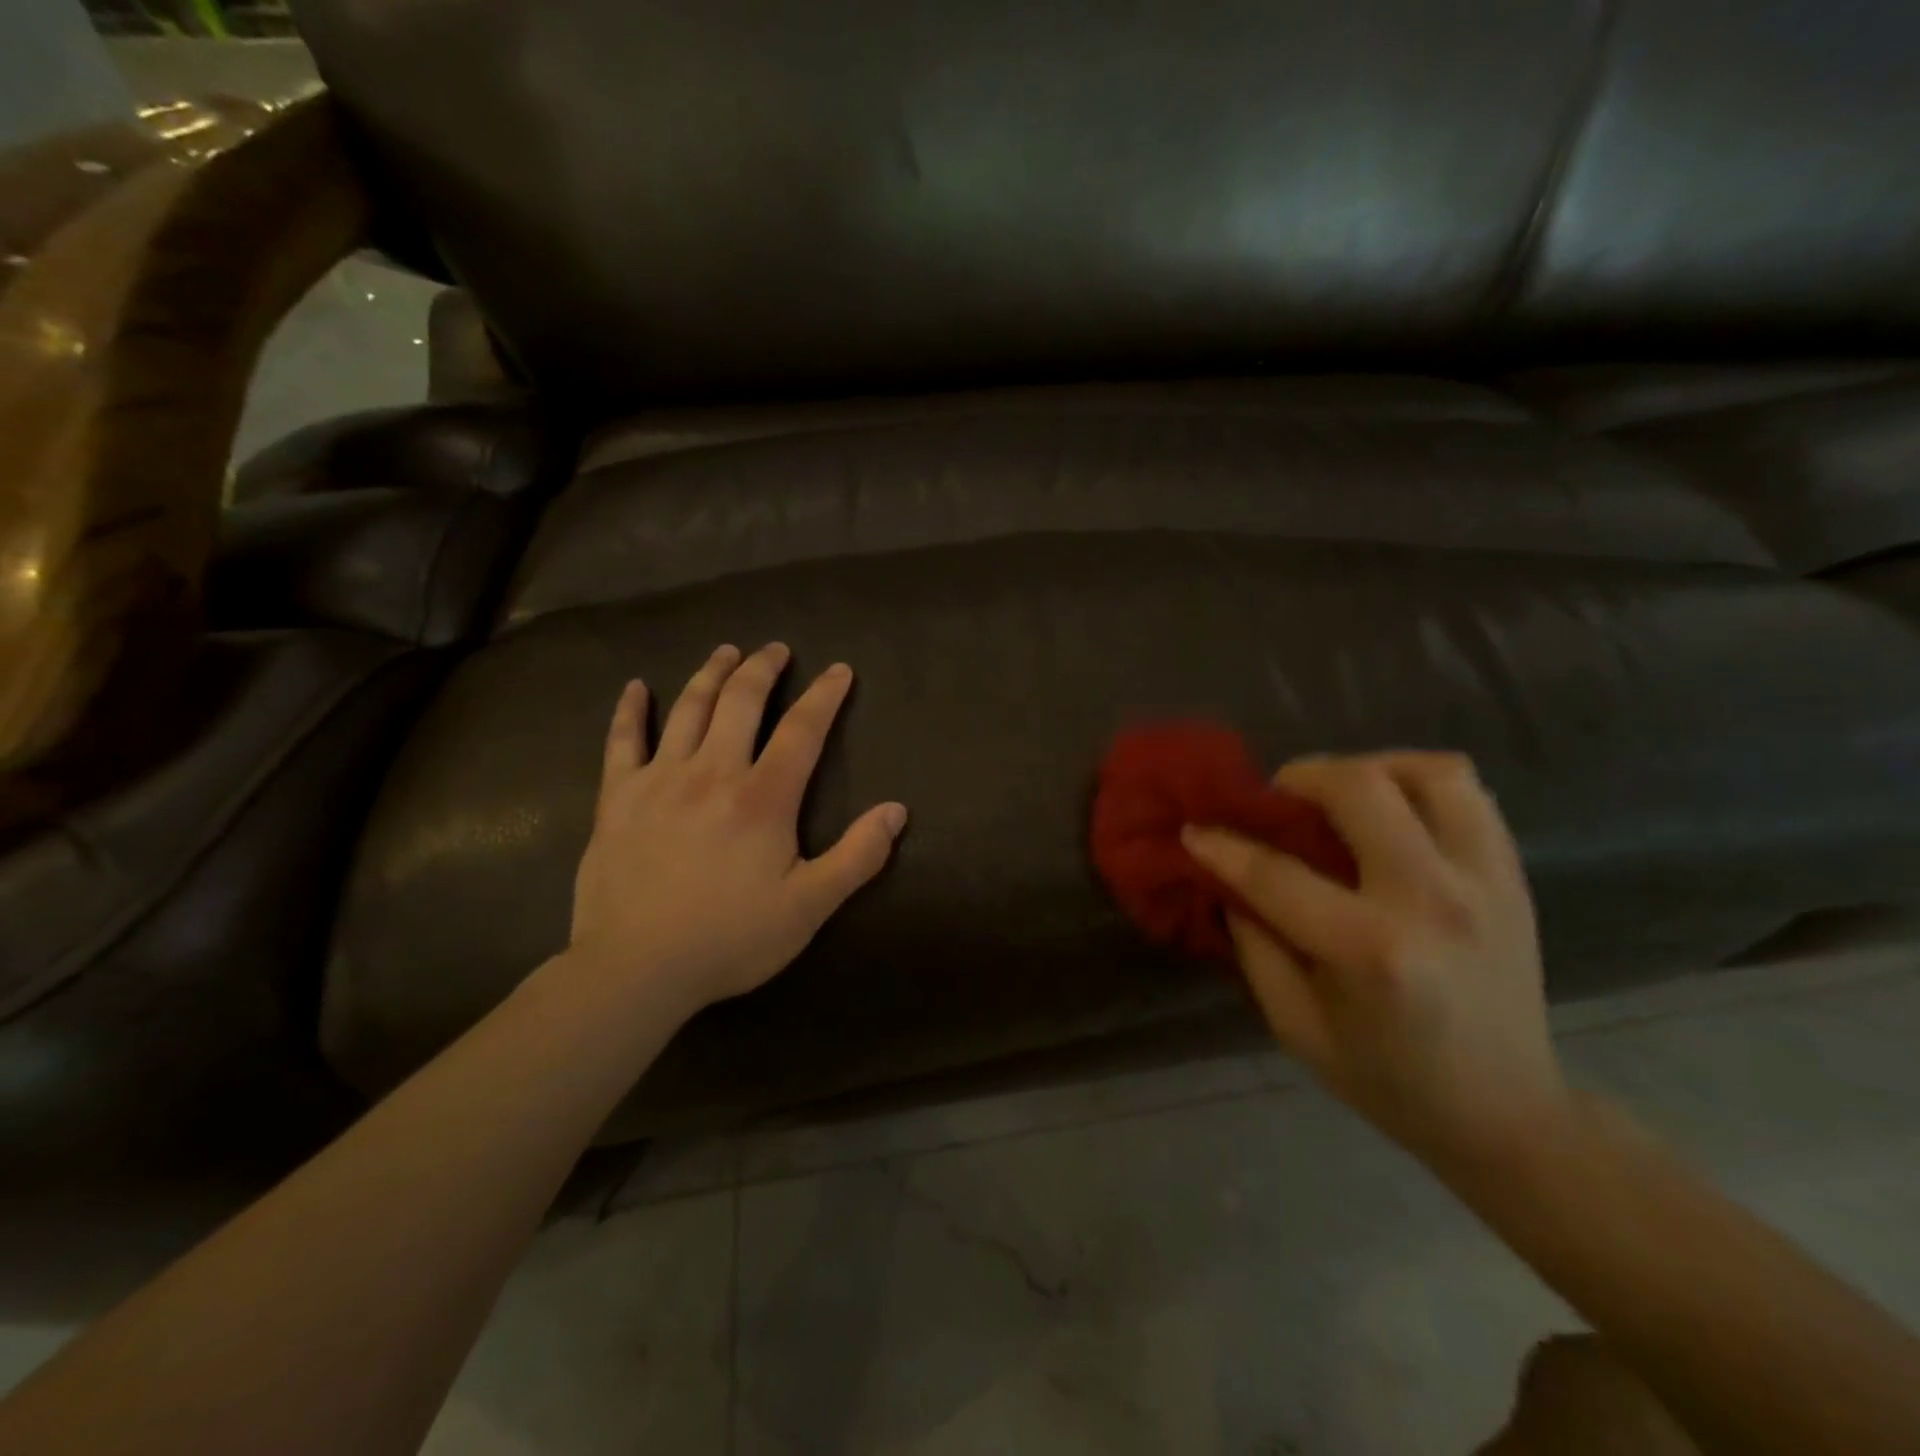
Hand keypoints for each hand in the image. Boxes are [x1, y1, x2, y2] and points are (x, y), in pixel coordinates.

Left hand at [565, 642, 907, 1019]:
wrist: (636, 969)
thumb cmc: (730, 939)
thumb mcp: (809, 907)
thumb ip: (858, 856)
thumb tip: (897, 811)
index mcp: (763, 797)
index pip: (802, 730)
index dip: (825, 695)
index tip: (839, 670)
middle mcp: (712, 772)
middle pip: (741, 702)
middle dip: (763, 669)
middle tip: (776, 648)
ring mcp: (659, 780)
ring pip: (687, 709)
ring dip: (710, 674)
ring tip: (726, 652)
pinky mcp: (617, 798)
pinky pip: (621, 741)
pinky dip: (630, 710)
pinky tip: (635, 687)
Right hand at [1182, 752, 1570, 1173]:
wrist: (1506, 1113)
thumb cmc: (1388, 1079)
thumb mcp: (1295, 1026)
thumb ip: (1255, 945)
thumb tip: (1230, 881)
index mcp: (1370, 951)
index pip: (1276, 874)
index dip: (1223, 845)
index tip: (1194, 829)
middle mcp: (1432, 900)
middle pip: (1360, 789)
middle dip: (1299, 779)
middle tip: (1276, 799)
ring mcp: (1484, 881)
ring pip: (1427, 772)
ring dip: (1369, 768)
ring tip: (1339, 793)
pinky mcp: (1511, 875)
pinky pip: (1467, 791)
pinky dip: (1419, 780)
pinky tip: (1390, 806)